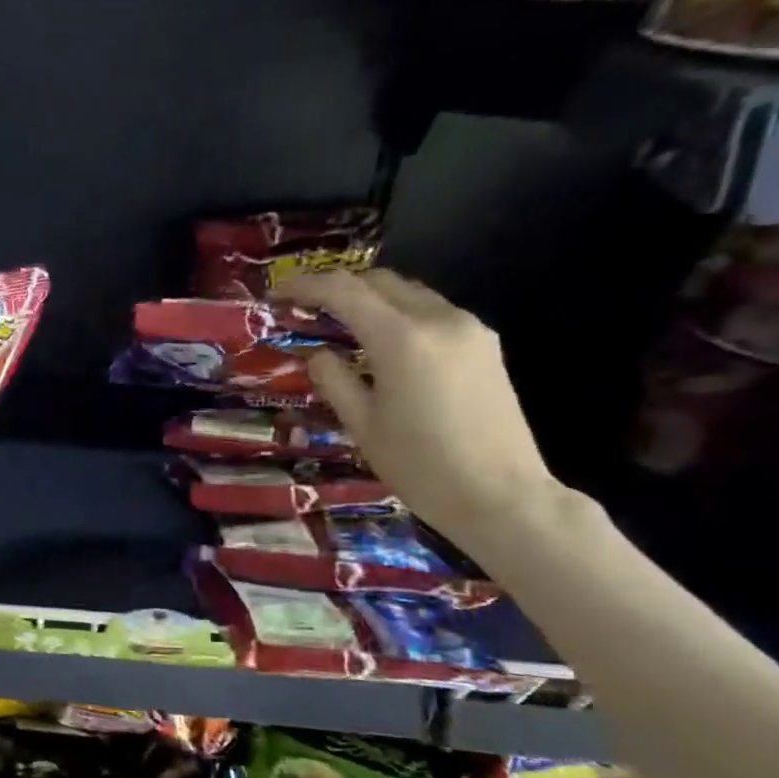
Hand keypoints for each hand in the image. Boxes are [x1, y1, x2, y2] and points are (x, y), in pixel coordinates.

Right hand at [279, 269, 563, 553]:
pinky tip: (382, 344)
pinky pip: (432, 313)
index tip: (277, 294)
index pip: (344, 291)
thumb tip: (318, 354)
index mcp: (402, 339)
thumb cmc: (420, 466)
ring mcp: (469, 329)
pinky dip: (399, 316)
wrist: (501, 496)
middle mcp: (439, 320)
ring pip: (410, 293)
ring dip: (371, 300)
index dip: (305, 286)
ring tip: (341, 325)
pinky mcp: (486, 345)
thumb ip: (334, 380)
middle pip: (380, 281)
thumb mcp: (362, 425)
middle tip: (306, 309)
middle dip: (339, 287)